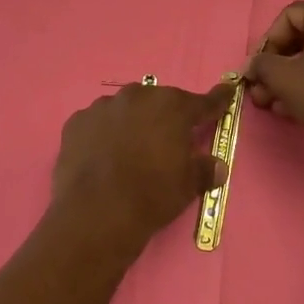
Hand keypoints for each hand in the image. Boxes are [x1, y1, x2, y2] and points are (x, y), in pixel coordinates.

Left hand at [50, 82, 234, 250]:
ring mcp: (103, 107)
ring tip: (130, 151)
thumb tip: (217, 166)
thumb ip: (204, 170)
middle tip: (167, 141)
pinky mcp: (76, 122)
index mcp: (172, 107)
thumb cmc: (152, 195)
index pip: (203, 102)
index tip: (227, 91)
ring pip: (125, 109)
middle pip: (159, 102)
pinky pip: (97, 123)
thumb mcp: (188, 186)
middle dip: (165, 117)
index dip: (217, 100)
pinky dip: (103, 134)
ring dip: (132, 123)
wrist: (96, 212)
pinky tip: (103, 155)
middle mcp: (137, 97)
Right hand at [245, 1, 303, 153]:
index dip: (269, 39)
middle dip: (280, 62)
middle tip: (264, 86)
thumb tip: (252, 65)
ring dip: (295, 75)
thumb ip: (261, 64)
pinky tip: (300, 106)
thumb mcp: (283, 78)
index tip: (260, 66)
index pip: (291, 15)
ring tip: (277, 102)